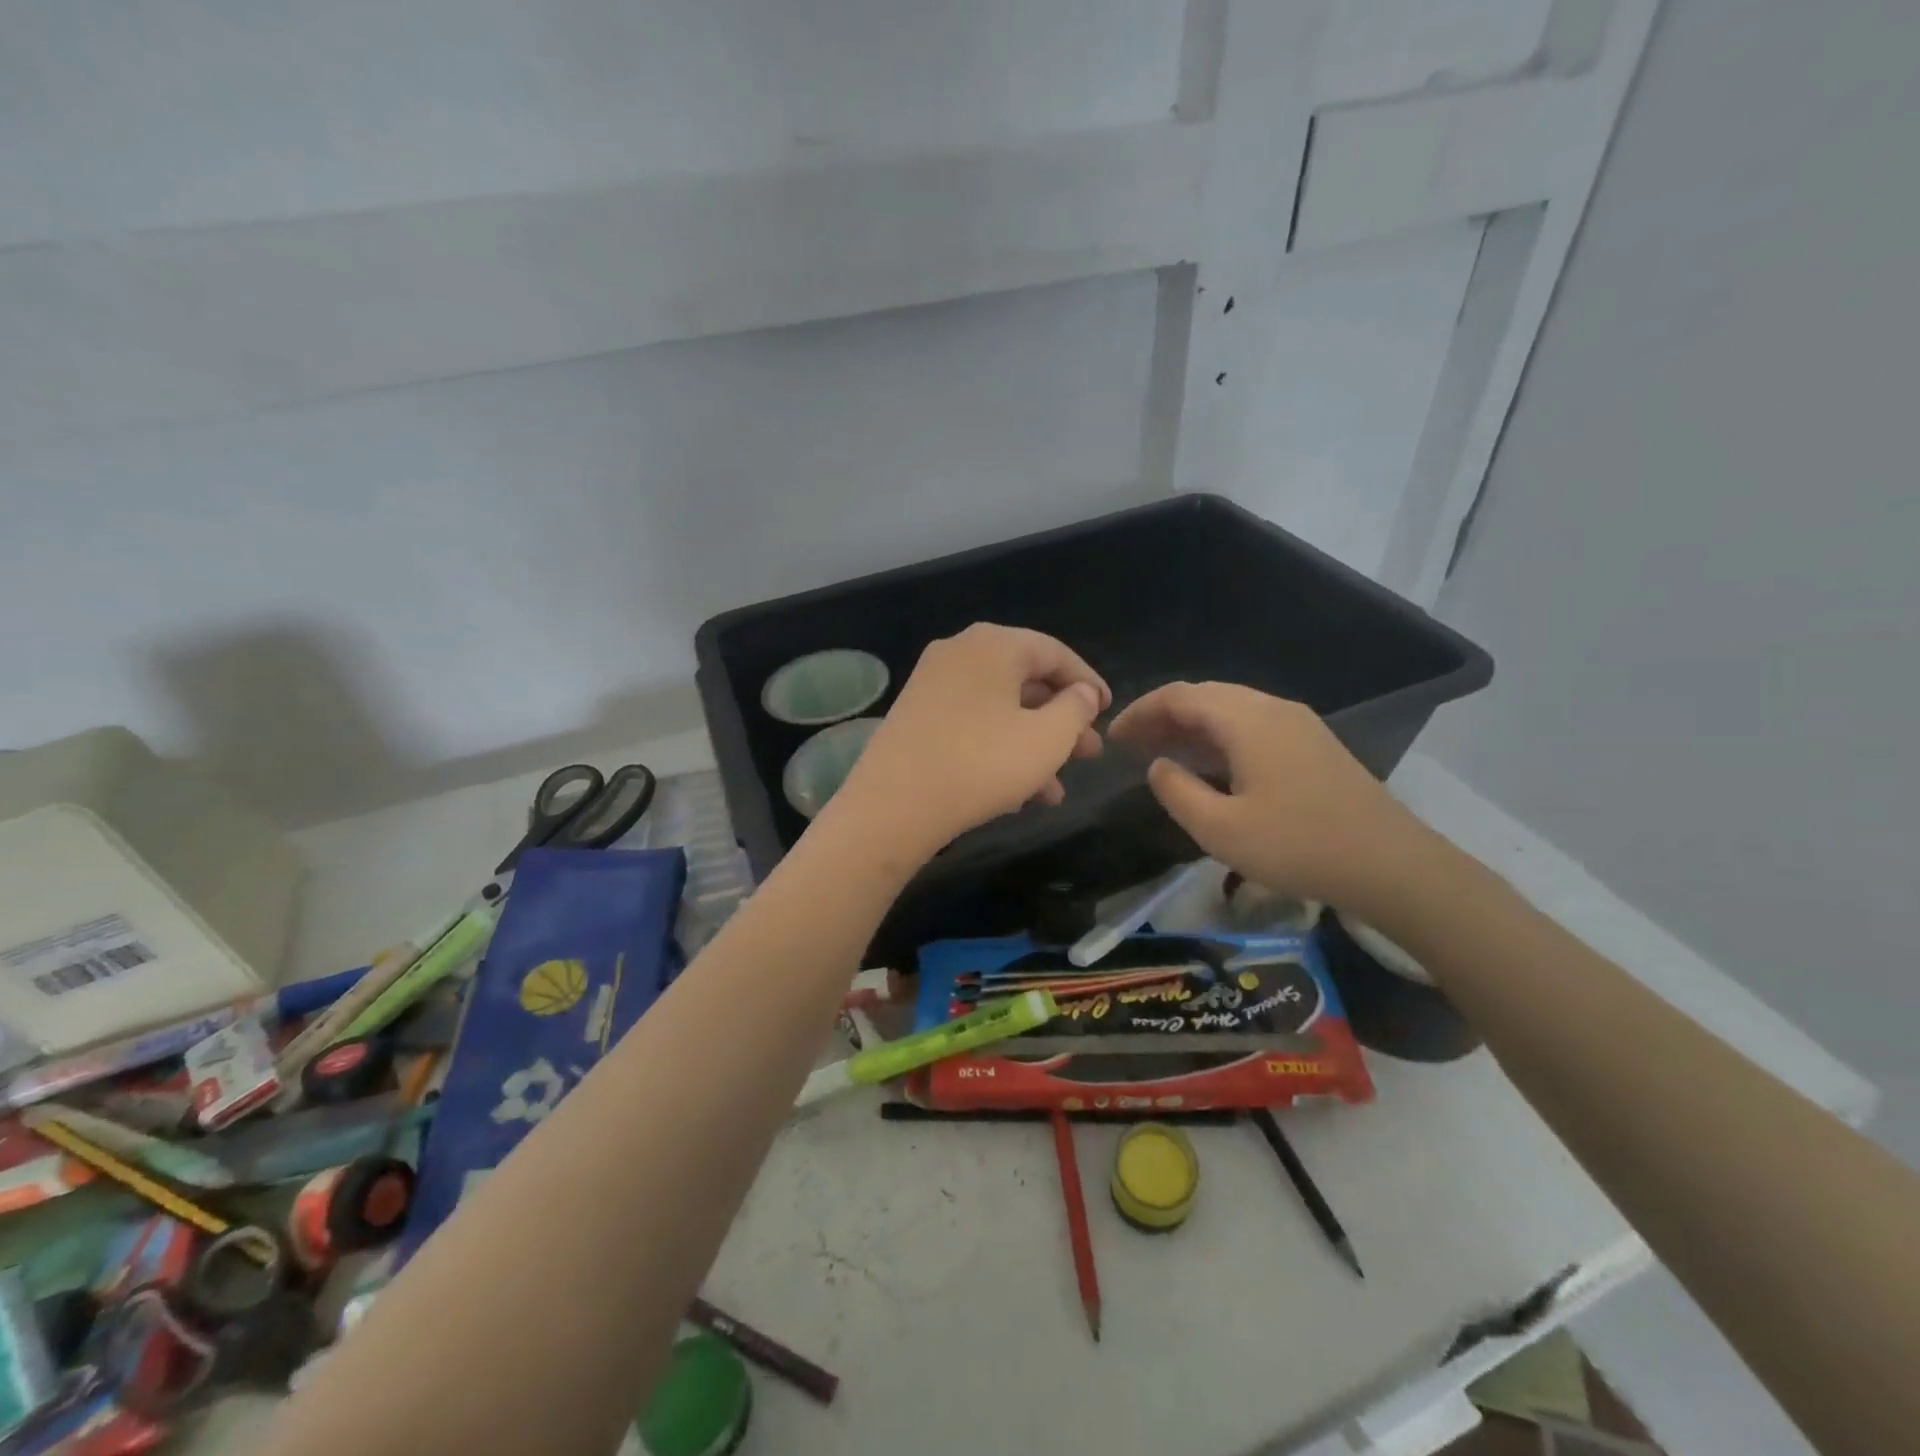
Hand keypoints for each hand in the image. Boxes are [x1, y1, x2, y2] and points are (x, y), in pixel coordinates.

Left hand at [829, 624, 1109, 860]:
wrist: (893, 806)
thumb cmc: (980, 765)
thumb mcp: (1046, 739)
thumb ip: (1075, 709)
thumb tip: (1082, 693)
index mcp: (994, 645)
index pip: (1055, 653)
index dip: (1088, 683)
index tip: (1108, 712)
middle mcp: (960, 653)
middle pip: (1026, 682)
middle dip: (1062, 722)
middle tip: (1088, 754)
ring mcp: (932, 684)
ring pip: (1000, 710)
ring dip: (1033, 746)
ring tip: (1058, 789)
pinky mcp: (915, 717)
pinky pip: (972, 725)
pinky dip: (999, 751)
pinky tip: (1019, 794)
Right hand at [1108, 681, 1424, 911]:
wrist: (1391, 864)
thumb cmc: (1298, 846)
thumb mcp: (1220, 829)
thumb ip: (1177, 792)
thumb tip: (1159, 765)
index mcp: (1247, 720)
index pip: (1180, 696)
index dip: (1140, 712)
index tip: (1113, 737)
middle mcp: (1272, 709)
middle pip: (1205, 696)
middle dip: (1163, 716)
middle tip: (1132, 746)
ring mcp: (1298, 724)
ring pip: (1230, 709)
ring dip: (1191, 726)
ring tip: (1162, 753)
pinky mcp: (1314, 744)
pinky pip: (1252, 725)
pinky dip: (1219, 736)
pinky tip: (1210, 765)